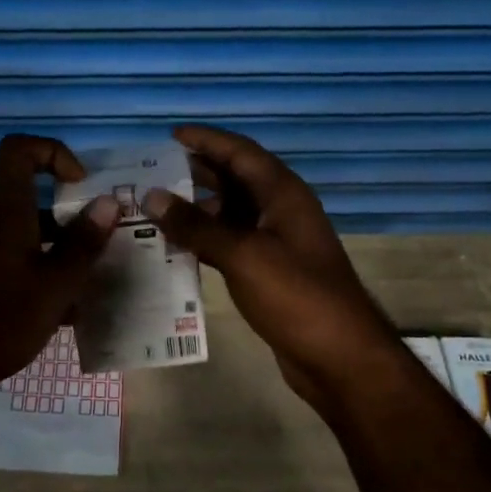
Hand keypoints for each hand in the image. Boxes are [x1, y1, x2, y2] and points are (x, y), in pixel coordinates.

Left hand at [0, 135, 118, 400]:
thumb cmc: (0, 322)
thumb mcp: (56, 287)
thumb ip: (83, 243)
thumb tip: (108, 202)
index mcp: (4, 213)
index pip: (18, 150)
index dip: (52, 152)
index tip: (79, 184)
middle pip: (25, 199)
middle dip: (65, 218)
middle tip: (94, 249)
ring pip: (16, 234)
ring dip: (50, 250)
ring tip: (78, 290)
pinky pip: (1, 258)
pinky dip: (28, 270)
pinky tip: (46, 311)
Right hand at [142, 124, 403, 417]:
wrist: (338, 357)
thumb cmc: (296, 296)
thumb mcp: (243, 255)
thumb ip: (197, 226)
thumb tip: (152, 196)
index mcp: (283, 194)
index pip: (241, 153)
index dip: (208, 140)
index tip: (170, 134)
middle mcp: (280, 211)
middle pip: (235, 180)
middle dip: (196, 172)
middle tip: (152, 172)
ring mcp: (275, 243)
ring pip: (230, 214)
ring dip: (196, 210)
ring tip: (154, 209)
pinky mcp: (268, 272)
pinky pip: (230, 244)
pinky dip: (204, 241)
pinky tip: (175, 247)